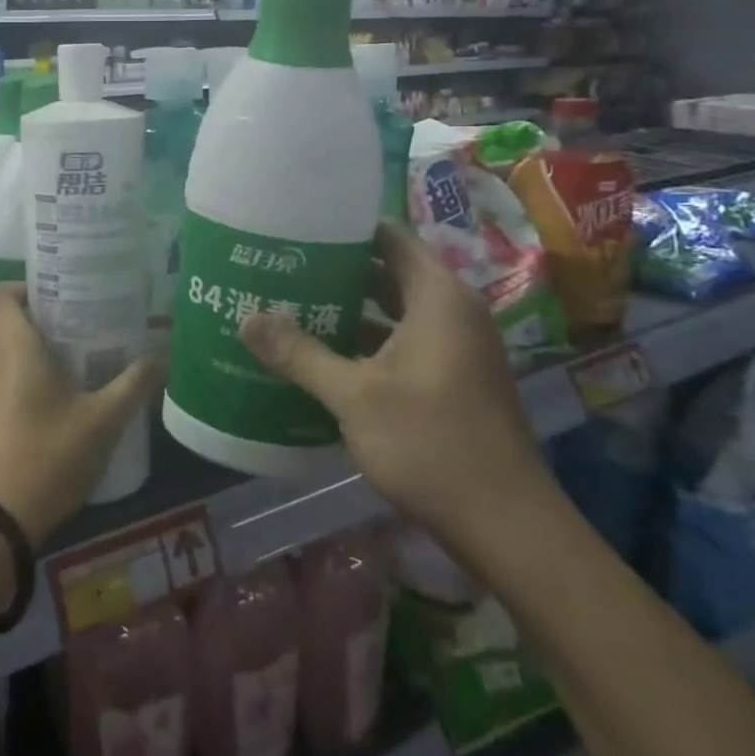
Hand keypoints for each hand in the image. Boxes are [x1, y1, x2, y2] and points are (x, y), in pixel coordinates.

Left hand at [0, 284, 165, 546]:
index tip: (62, 298)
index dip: (28, 286)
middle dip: (36, 324)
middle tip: (76, 334)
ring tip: (66, 371)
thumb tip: (164, 352)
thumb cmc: (45, 457)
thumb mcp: (102, 422)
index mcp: (9, 343)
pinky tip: (43, 411)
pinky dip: (10, 384)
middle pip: (1, 322)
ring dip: (23, 357)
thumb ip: (134, 384)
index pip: (2, 291)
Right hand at [237, 222, 553, 549]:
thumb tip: (246, 319)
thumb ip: (299, 354)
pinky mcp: (455, 381)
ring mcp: (458, 349)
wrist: (508, 528)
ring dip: (351, 308)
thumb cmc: (432, 444)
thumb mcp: (354, 396)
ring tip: (293, 305)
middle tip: (284, 265)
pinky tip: (324, 355)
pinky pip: (404, 341)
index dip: (347, 228)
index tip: (300, 227)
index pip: (390, 237)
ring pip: (395, 311)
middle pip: (390, 272)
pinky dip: (368, 341)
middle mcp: (454, 313)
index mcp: (439, 298)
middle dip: (339, 270)